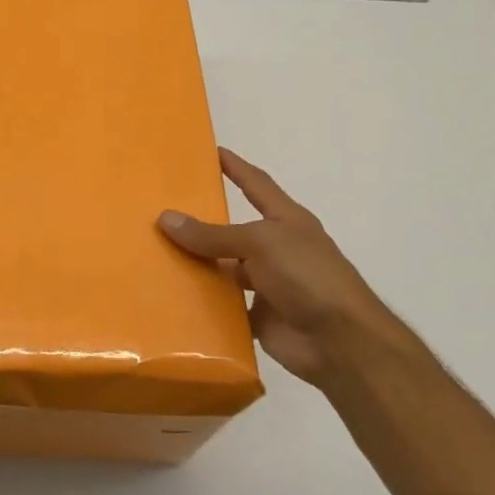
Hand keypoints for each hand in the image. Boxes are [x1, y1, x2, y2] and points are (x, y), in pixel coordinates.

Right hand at [158, 148, 399, 383]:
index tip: (211, 151)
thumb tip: (165, 218)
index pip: (256, 184)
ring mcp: (267, 284)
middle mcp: (275, 249)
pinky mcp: (257, 316)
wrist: (341, 342)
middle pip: (231, 230)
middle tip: (159, 211)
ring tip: (153, 254)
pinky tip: (169, 296)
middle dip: (201, 222)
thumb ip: (213, 234)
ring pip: (223, 269)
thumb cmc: (308, 277)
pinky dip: (201, 303)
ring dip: (196, 265)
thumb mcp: (260, 244)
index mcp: (285, 221)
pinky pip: (222, 306)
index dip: (236, 167)